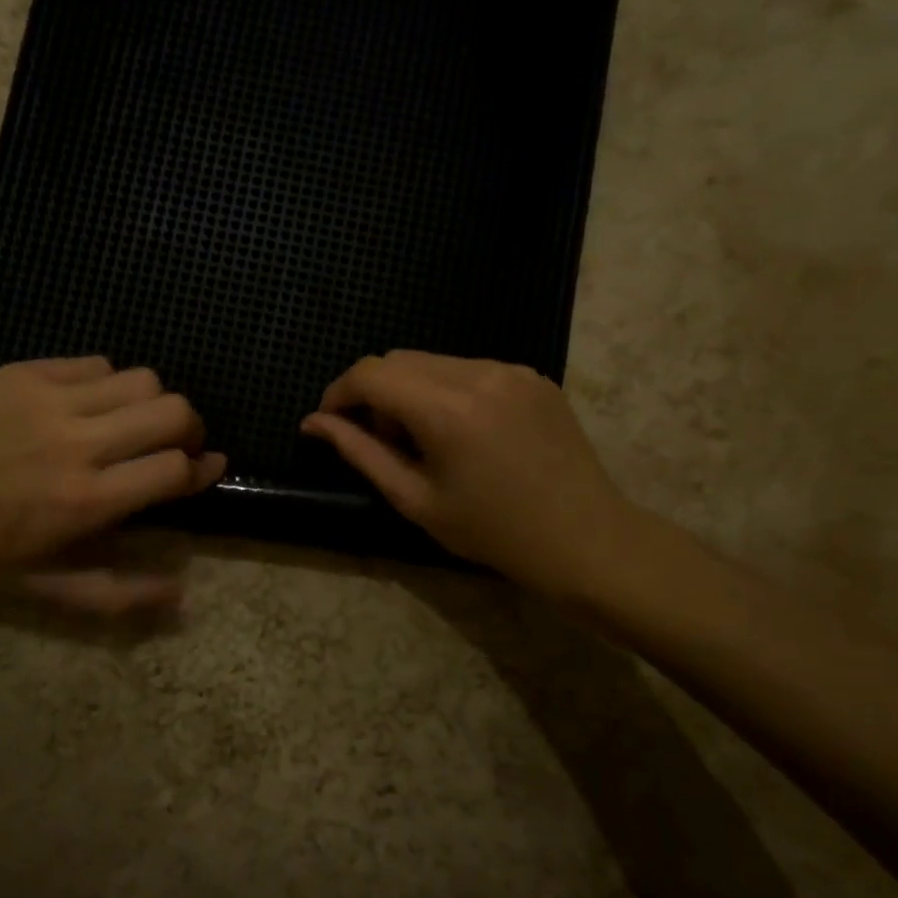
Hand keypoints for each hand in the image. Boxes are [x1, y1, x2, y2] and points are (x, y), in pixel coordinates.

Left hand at [0, 358, 224, 610]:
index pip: (176, 469)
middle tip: (172, 443)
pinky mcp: (30, 371)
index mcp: (87, 501)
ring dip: (151, 402)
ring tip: (129, 420)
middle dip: (189, 429)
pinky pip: (98, 363)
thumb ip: (116, 592)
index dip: (200, 470)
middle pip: (175, 412)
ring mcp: (55, 401)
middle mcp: (82, 444)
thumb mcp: (42, 584)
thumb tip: (181, 593)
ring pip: (144, 379)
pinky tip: (88, 402)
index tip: (203, 469)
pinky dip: (108, 382)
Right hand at [301, 350, 636, 596]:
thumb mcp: (414, 499)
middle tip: (384, 443)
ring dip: (410, 391)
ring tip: (427, 441)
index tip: (330, 424)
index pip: (369, 374)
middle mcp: (478, 373)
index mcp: (445, 409)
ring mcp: (510, 369)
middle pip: (398, 360)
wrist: (585, 538)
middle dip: (374, 394)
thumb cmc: (492, 531)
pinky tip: (464, 433)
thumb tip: (313, 422)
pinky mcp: (532, 375)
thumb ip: (359, 453)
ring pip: (432, 362)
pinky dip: (447, 390)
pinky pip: (469, 369)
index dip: (338, 393)